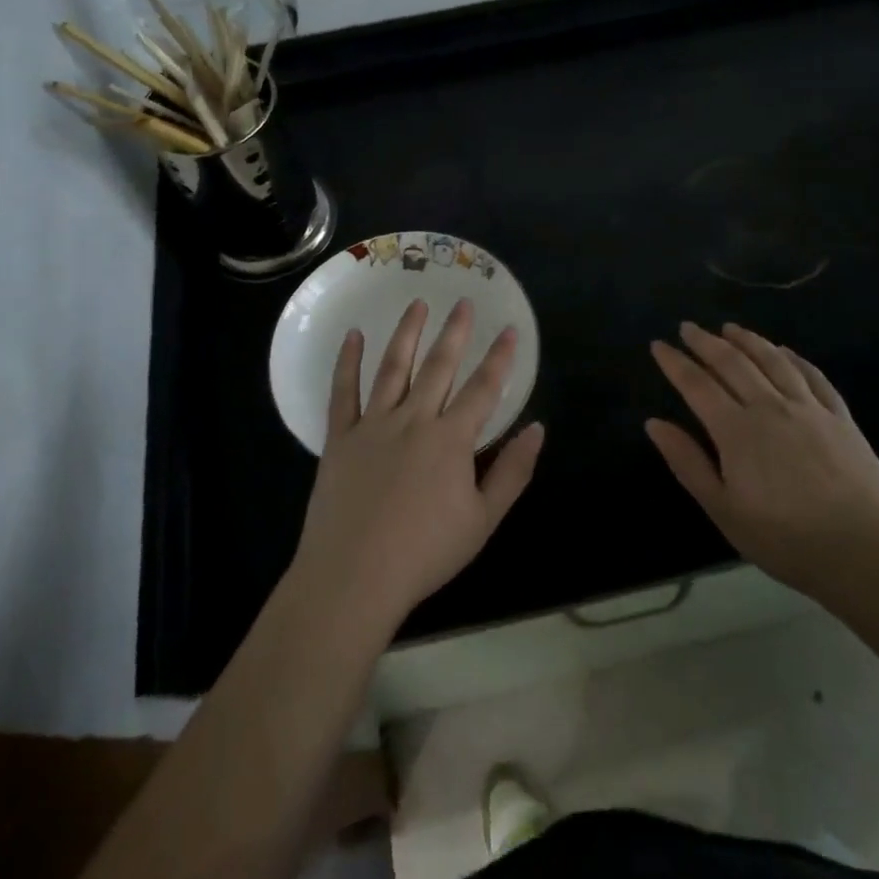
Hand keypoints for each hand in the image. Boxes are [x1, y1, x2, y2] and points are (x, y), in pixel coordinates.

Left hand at [291, 299, 544, 633]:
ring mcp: (373, 424)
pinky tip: (353, 336)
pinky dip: (348, 361)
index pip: (484, 389)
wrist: (354, 576)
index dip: (500, 359)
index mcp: (451, 439)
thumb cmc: (425, 553)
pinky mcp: (341, 436)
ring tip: (418, 304)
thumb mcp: (483, 521)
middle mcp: (414, 419)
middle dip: (455, 332)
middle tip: (464, 302)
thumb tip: (537, 429)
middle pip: (439, 366)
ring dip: (407, 333)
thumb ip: (512, 472)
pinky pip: (344, 391)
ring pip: (393, 367)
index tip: (511, 331)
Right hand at [646, 322, 878, 602]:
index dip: (675, 363)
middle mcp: (770, 407)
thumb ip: (688, 463)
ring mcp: (809, 408)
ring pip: (772, 361)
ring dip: (747, 340)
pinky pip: (813, 376)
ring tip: (729, 328)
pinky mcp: (840, 418)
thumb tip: (654, 423)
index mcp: (736, 430)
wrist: (868, 553)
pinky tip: (784, 351)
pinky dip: (793, 358)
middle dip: (705, 342)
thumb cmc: (787, 539)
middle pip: (732, 363)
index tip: (658, 345)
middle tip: (687, 327)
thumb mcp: (724, 510)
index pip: (697, 385)